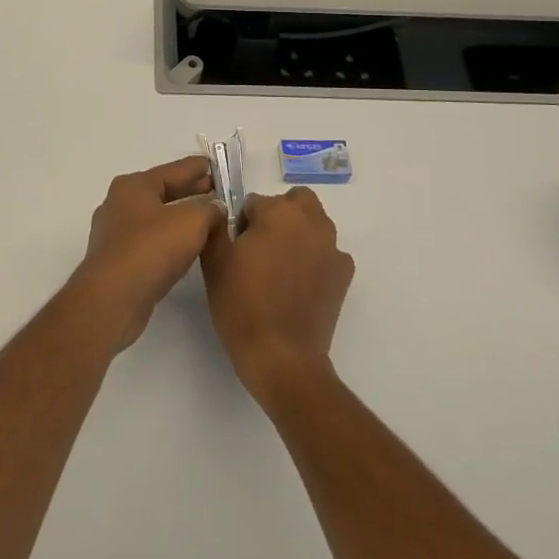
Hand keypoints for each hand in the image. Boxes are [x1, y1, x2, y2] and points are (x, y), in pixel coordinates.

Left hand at [71, 156, 224, 353]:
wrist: (113, 298)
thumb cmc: (151, 249)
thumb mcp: (191, 221)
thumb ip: (209, 209)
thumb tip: (215, 207)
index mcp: (134, 186)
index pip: (173, 169)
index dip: (197, 168)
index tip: (216, 166)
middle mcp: (120, 204)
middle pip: (162, 192)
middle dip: (190, 192)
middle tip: (218, 192)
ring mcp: (116, 234)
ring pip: (156, 218)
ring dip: (181, 218)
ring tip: (208, 221)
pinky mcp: (118, 262)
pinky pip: (150, 242)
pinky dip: (170, 240)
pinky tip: (187, 248)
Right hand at [201, 187, 353, 407]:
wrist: (282, 357)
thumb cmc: (242, 305)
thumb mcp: (214, 262)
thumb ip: (215, 226)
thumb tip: (220, 212)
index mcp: (278, 213)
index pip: (254, 202)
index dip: (242, 223)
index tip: (235, 247)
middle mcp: (311, 222)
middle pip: (295, 202)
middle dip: (279, 214)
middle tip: (260, 246)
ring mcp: (332, 248)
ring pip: (315, 224)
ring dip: (299, 233)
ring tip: (279, 266)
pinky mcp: (344, 275)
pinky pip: (328, 253)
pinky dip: (315, 259)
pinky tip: (299, 284)